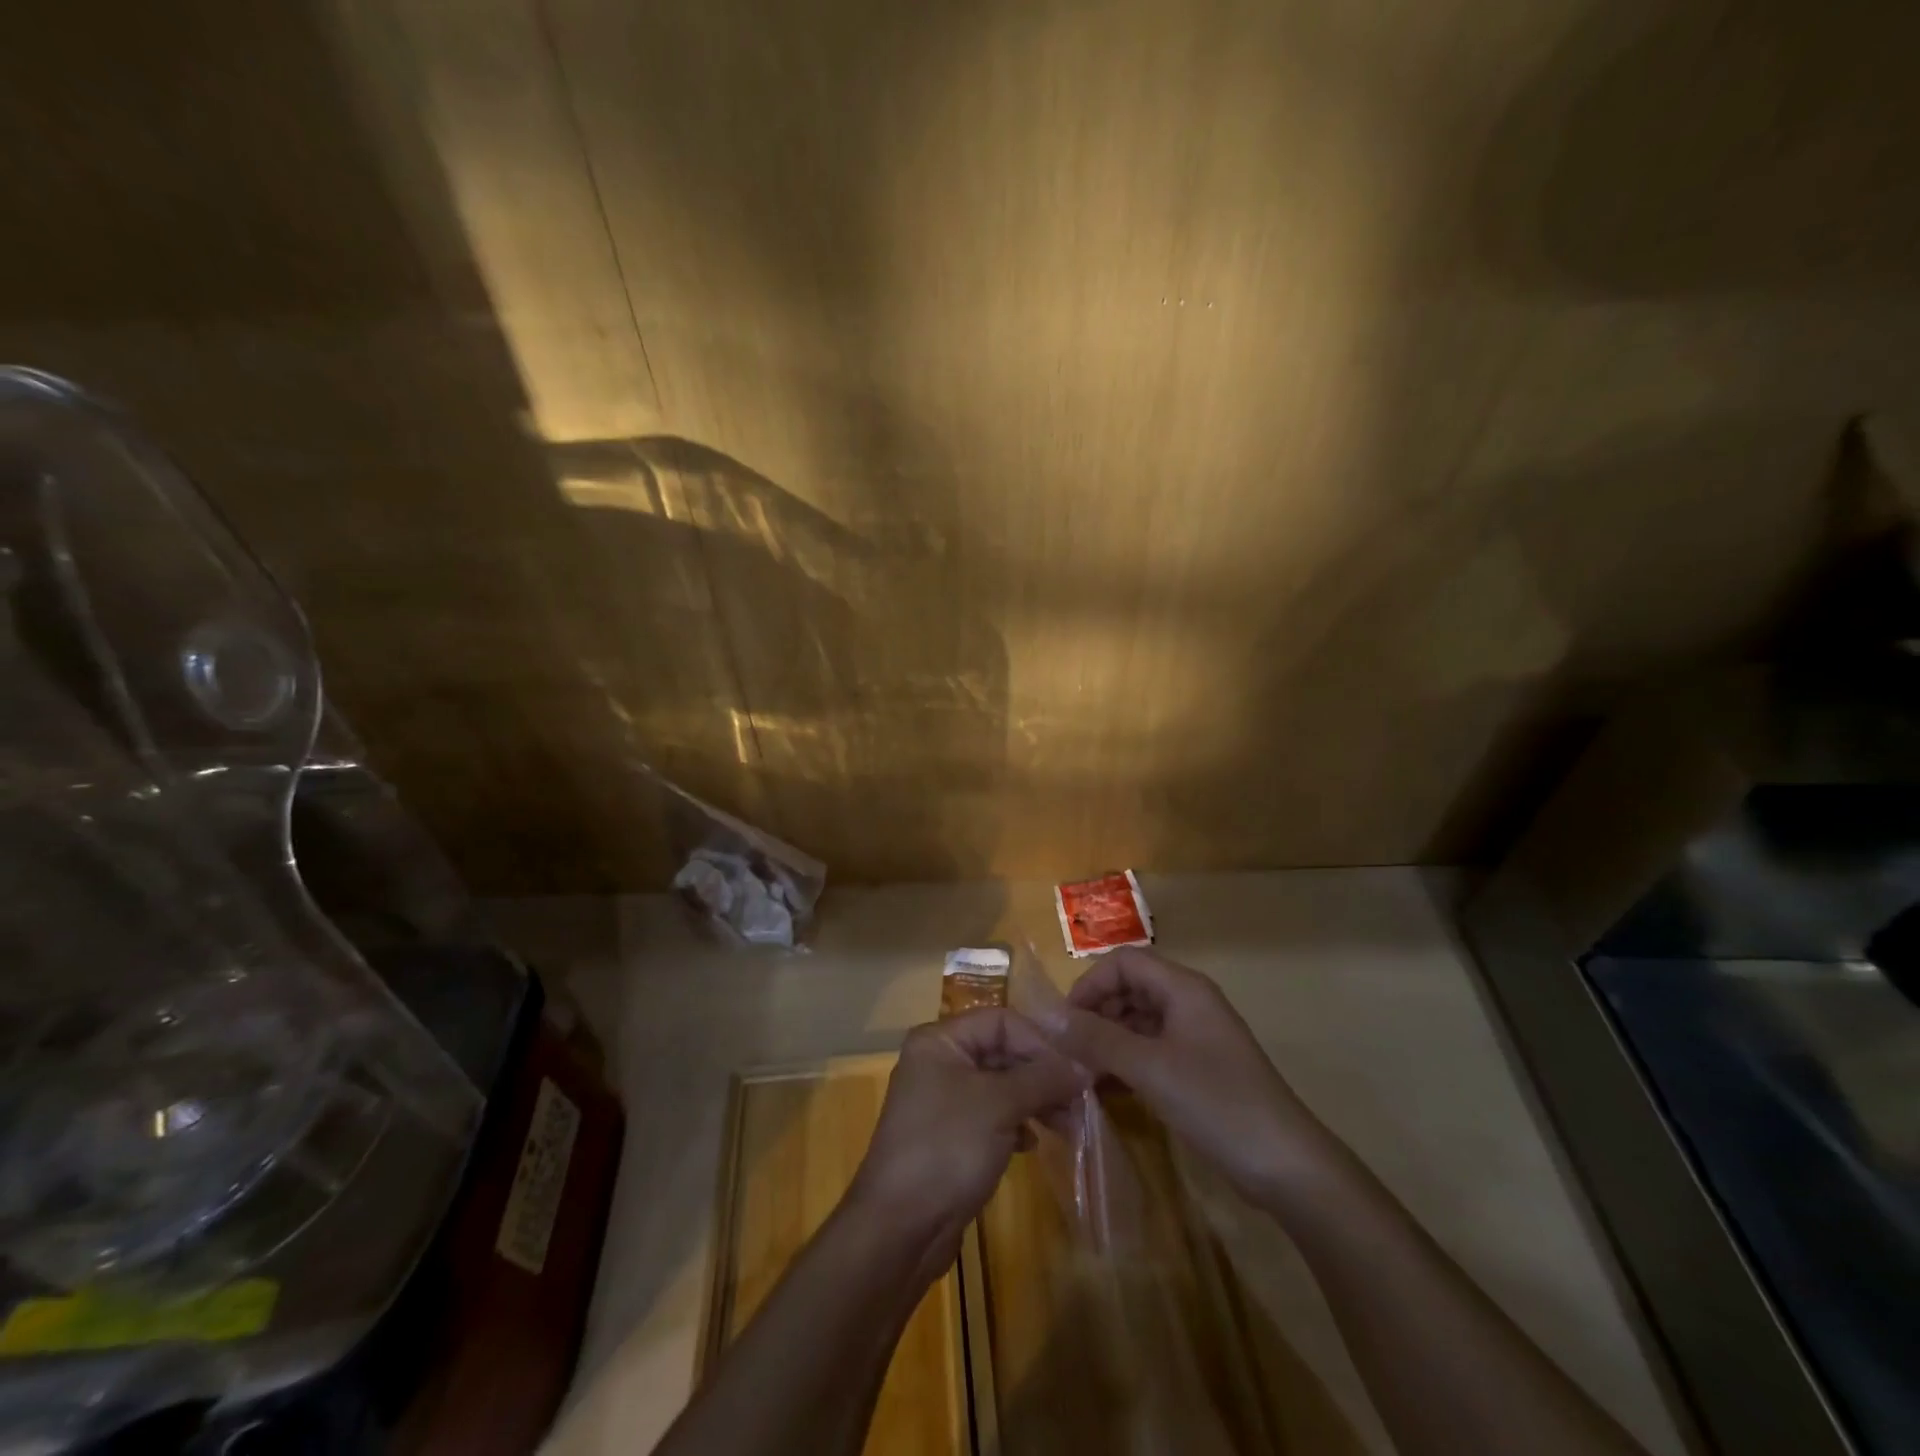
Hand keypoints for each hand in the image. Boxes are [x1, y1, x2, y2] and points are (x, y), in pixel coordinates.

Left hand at [849, 1009, 1083, 1260]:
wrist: (899, 1229)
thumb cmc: (947, 1148)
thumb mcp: (999, 1105)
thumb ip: (1042, 1079)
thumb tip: (1083, 1067)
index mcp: (940, 1041)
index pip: (1001, 1021)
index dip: (1039, 1042)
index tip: (1074, 1071)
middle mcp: (939, 1062)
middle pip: (1002, 1051)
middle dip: (1041, 1074)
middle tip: (1078, 1100)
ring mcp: (943, 1101)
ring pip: (1000, 1086)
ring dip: (1034, 1100)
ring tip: (1066, 1125)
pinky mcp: (950, 1137)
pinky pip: (992, 1116)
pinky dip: (1016, 1123)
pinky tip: (1032, 1143)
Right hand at [1045, 947, 1339, 1206]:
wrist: (1286, 1165)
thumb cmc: (1217, 1103)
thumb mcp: (1149, 1068)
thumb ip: (1096, 1038)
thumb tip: (1046, 1016)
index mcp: (1183, 988)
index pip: (1123, 963)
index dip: (1089, 985)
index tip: (1065, 1023)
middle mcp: (1188, 1002)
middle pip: (1129, 989)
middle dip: (1095, 1014)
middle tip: (1069, 1053)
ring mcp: (1195, 1036)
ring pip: (1138, 1021)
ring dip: (1107, 1041)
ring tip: (1081, 1074)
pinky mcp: (1197, 1068)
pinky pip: (1151, 1050)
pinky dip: (1126, 1062)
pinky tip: (1105, 1089)